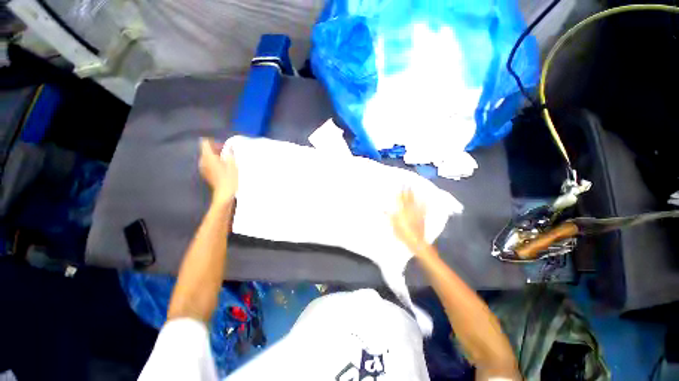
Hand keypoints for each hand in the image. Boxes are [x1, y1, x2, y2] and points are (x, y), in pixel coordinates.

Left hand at [199, 138, 237, 204]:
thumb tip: (229, 148)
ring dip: (216, 157)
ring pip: (207, 158)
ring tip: (227, 161)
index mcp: (208, 156)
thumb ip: (230, 153)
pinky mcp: (206, 175)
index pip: (205, 142)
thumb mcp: (233, 163)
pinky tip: (224, 169)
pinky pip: (208, 165)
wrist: (225, 193)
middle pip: (206, 150)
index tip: (224, 146)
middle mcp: (202, 161)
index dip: (214, 142)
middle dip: (216, 150)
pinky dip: (215, 164)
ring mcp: (203, 168)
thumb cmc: (230, 177)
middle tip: (227, 153)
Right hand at [391, 190, 428, 252]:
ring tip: (413, 188)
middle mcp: (410, 210)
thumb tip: (383, 210)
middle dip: (407, 191)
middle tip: (407, 184)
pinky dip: (424, 203)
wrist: (416, 241)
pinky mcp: (422, 217)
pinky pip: (423, 208)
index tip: (399, 186)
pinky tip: (425, 199)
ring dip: (414, 194)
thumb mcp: (394, 226)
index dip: (400, 193)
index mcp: (402, 212)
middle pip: (408, 198)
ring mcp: (417, 213)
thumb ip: (389, 216)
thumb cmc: (403, 234)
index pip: (400, 200)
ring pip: (415, 201)